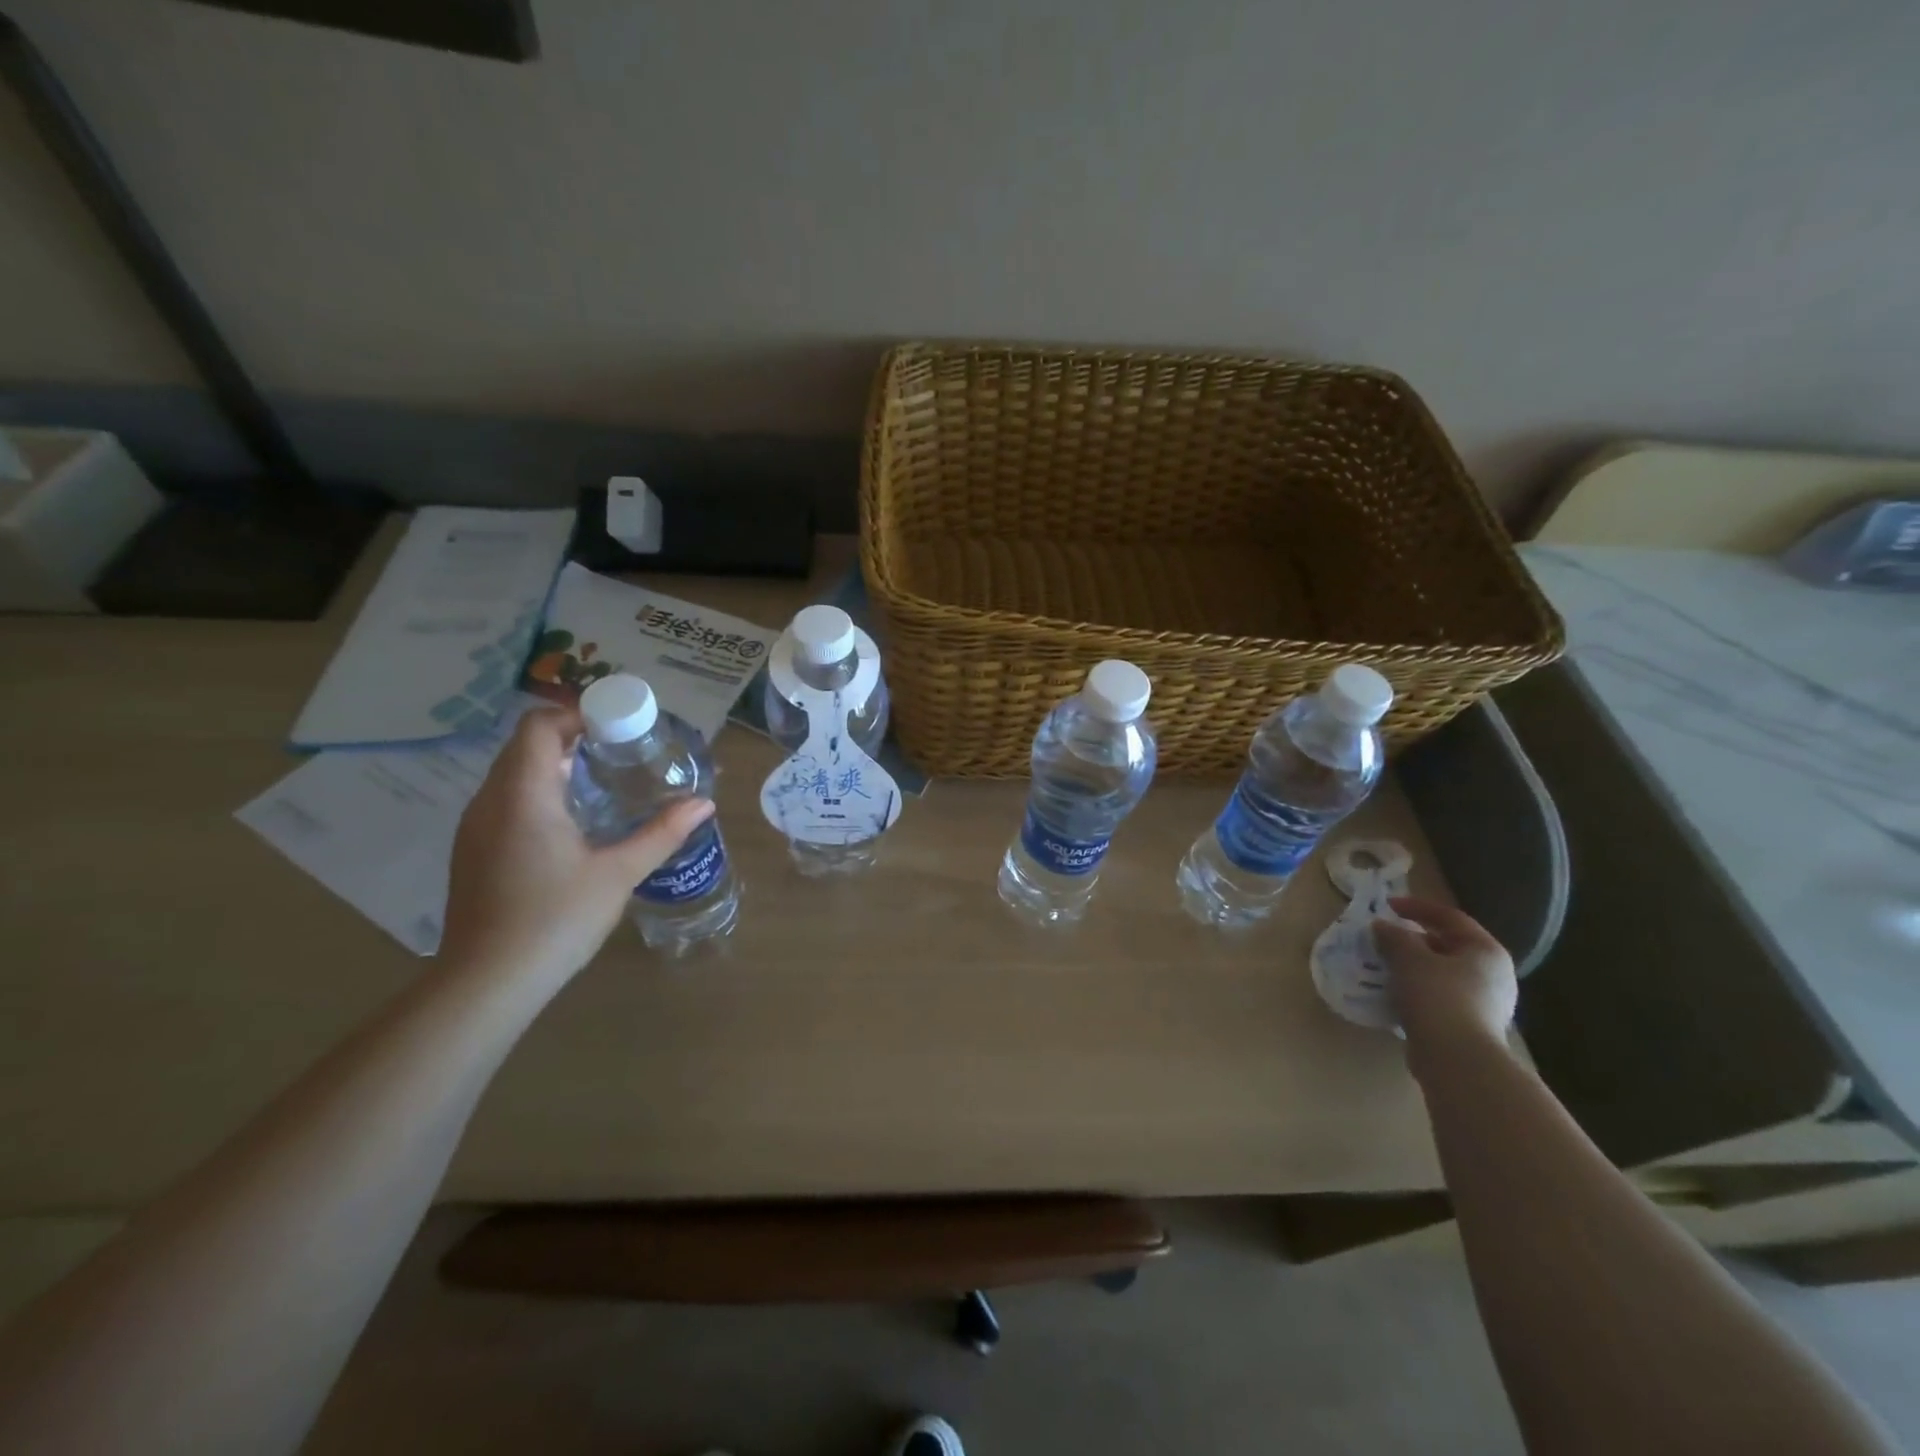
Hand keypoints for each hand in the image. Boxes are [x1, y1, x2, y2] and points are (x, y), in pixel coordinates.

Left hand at [437, 707, 714, 986]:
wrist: (486, 982)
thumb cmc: (554, 919)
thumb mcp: (618, 874)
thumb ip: (661, 833)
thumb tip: (703, 804)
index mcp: (523, 795)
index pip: (538, 725)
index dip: (576, 714)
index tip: (618, 727)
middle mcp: (490, 801)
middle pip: (525, 745)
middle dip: (572, 738)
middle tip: (621, 752)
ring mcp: (476, 827)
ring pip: (513, 774)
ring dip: (554, 765)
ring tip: (603, 782)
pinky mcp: (473, 851)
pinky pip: (506, 800)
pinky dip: (539, 792)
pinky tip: (573, 823)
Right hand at [1374, 897, 1517, 1070]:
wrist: (1457, 1059)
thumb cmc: (1437, 996)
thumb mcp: (1408, 958)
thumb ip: (1393, 936)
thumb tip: (1382, 927)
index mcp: (1485, 951)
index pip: (1450, 917)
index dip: (1417, 907)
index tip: (1387, 906)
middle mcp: (1493, 974)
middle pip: (1448, 946)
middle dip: (1413, 940)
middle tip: (1384, 938)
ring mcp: (1486, 1003)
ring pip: (1442, 974)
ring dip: (1413, 967)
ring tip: (1384, 966)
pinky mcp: (1471, 1027)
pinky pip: (1440, 997)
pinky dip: (1417, 991)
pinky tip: (1394, 994)